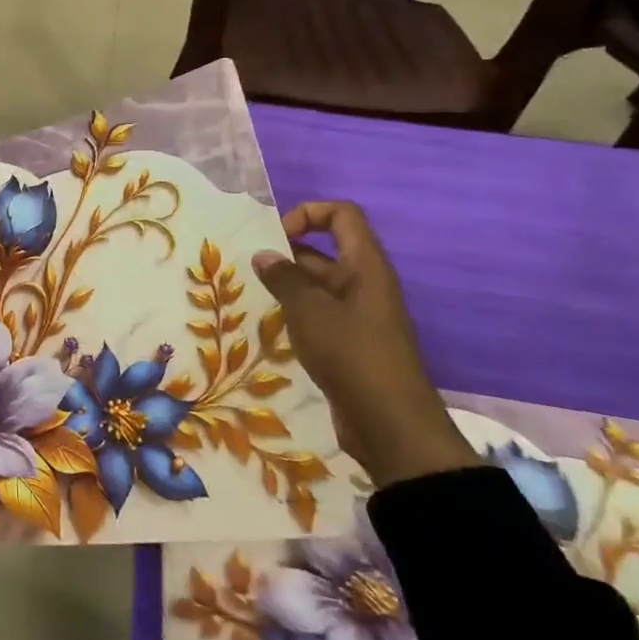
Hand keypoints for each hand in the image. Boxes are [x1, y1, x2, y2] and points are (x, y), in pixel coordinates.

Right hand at [253, 201, 481, 487]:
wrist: (391, 425)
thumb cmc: (353, 355)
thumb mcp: (310, 311)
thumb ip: (284, 278)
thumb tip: (264, 255)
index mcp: (364, 266)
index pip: (342, 215)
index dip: (308, 213)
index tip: (276, 236)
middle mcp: (363, 283)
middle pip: (324, 249)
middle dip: (285, 253)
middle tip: (248, 268)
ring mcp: (357, 314)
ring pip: (316, 284)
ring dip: (285, 285)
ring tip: (250, 294)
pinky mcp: (348, 341)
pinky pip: (317, 313)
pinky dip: (293, 312)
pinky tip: (267, 325)